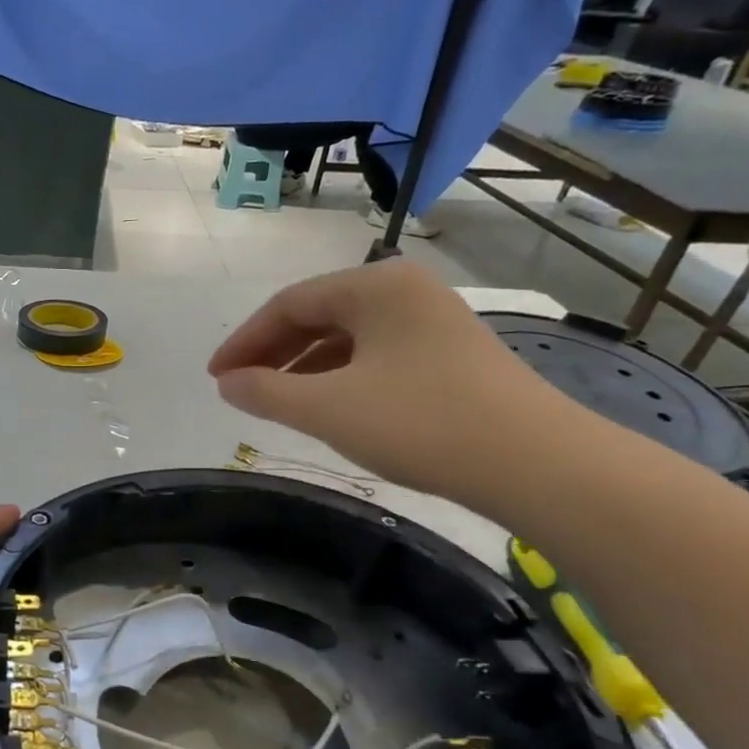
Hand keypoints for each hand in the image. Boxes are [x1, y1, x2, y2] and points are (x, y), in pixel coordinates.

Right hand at [208, 261, 575, 504]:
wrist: (534, 462)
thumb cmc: (420, 423)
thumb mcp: (327, 408)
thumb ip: (265, 392)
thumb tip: (227, 383)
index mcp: (376, 285)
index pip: (289, 303)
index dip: (244, 341)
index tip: (215, 377)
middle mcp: (405, 291)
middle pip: (319, 315)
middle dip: (272, 352)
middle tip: (237, 389)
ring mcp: (432, 322)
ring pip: (347, 337)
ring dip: (303, 367)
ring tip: (273, 401)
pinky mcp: (449, 356)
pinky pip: (374, 356)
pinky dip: (338, 377)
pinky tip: (325, 406)